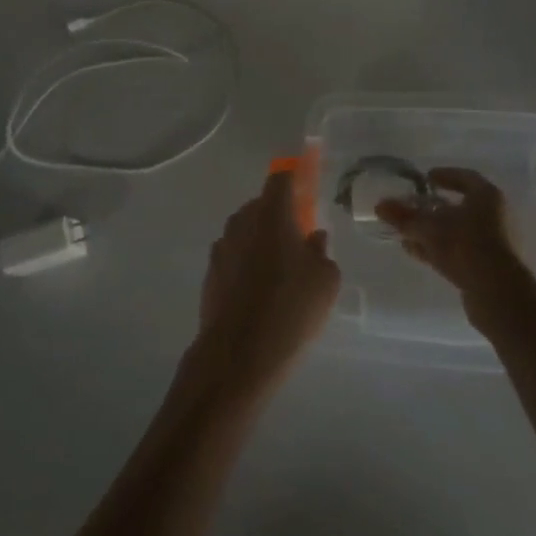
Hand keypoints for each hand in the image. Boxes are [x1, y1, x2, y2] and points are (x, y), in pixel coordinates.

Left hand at [196, 170, 340, 395]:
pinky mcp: (210, 274)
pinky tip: (260, 292)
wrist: (238, 355)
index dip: (294, 180)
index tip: (306, 189)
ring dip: (261, 240)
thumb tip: (314, 238)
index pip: (281, 179)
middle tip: (298, 237)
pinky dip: (246, 264)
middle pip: (261, 205)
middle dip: (279, 215)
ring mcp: (221, 247)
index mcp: (272, 213)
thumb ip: (321, 251)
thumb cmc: (291, 308)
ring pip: (245, 232)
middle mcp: (242, 221)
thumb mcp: (325, 280)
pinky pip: (234, 257)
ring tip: (280, 270)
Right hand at [375, 167, 535, 327]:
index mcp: (487, 196)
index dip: (444, 176)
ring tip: (406, 233)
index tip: (425, 178)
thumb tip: (380, 205)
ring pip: (457, 231)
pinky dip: (438, 249)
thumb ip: (404, 216)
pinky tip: (415, 252)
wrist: (498, 294)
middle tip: (411, 207)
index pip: (465, 178)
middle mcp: (494, 216)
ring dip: (432, 232)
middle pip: (459, 207)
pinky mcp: (487, 267)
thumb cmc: (466, 246)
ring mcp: (492, 243)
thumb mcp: (429, 228)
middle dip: (433, 208)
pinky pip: (458, 251)